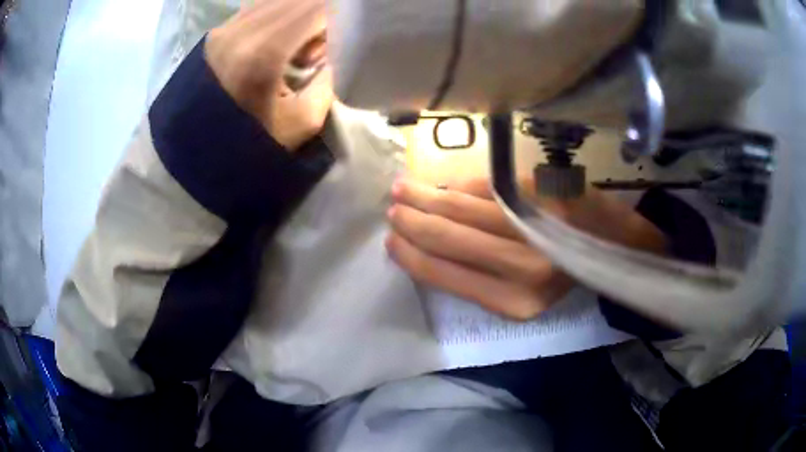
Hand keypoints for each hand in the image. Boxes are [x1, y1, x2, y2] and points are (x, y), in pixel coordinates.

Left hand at [205, 0, 332, 150]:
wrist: (195, 155)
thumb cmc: (251, 145)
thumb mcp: (303, 122)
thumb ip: (330, 79)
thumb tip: (336, 50)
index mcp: (264, 52)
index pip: (317, 7)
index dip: (339, 16)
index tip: (340, 42)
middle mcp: (241, 29)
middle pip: (298, 0)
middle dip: (320, 15)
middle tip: (315, 49)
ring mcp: (224, 28)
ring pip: (278, 0)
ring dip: (299, 14)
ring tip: (296, 47)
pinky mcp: (216, 32)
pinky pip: (258, 7)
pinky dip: (278, 16)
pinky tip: (277, 41)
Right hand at [385, 178, 666, 319]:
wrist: (614, 243)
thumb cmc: (565, 272)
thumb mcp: (522, 292)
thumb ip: (475, 272)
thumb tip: (427, 240)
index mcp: (514, 301)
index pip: (443, 274)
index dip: (410, 254)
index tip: (390, 239)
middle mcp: (524, 267)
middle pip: (447, 236)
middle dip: (411, 219)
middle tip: (392, 206)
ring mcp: (535, 225)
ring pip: (461, 206)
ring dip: (425, 195)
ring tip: (403, 188)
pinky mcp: (543, 193)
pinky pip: (487, 187)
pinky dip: (460, 185)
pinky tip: (443, 185)